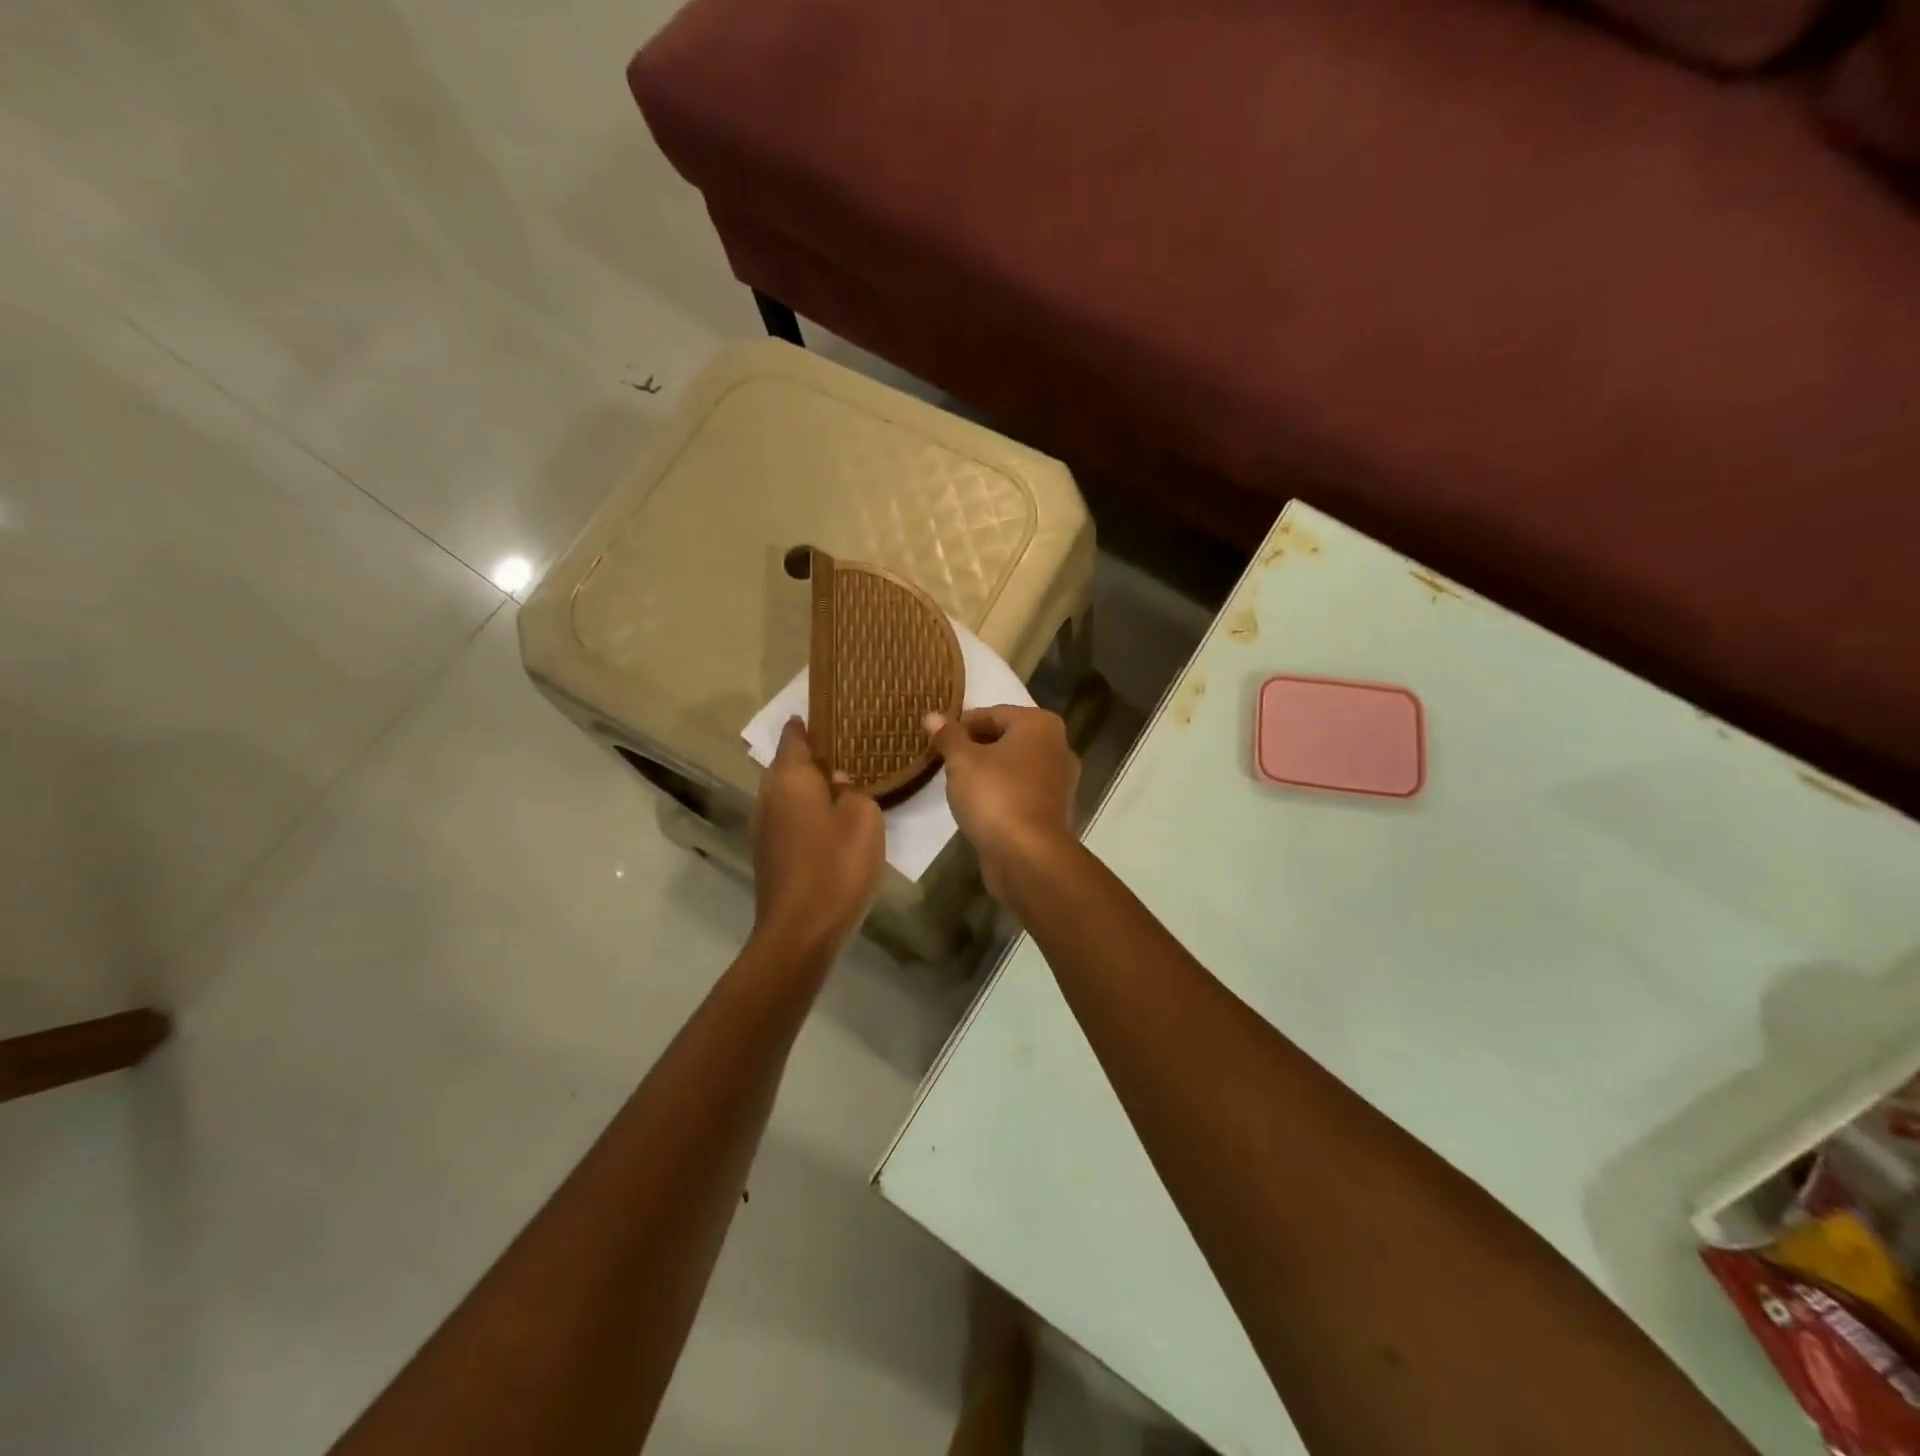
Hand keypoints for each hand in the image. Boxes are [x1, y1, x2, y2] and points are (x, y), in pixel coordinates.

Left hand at [750, 717, 884, 959]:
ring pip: (786, 794)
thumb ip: (853, 791)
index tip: (826, 714)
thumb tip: (839, 784)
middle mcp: (769, 796)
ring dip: (808, 788)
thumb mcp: (863, 818)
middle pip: (787, 766)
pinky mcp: (768, 854)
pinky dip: (805, 813)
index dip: (808, 724)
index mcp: (790, 778)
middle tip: (846, 751)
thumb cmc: (836, 864)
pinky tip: (829, 822)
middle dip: (812, 757)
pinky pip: (788, 819)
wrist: (801, 930)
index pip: (794, 737)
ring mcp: (763, 827)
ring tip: (842, 785)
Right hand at [925, 706, 1079, 898]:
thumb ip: (948, 736)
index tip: (938, 740)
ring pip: (1015, 768)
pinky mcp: (1054, 812)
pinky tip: (979, 808)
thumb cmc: (995, 795)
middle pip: (1007, 739)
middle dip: (976, 748)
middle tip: (946, 761)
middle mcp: (1058, 747)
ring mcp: (1060, 782)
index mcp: (1040, 725)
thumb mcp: (962, 760)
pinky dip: (1002, 795)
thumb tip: (933, 716)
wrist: (1028, 855)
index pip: (993, 713)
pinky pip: (1021, 793)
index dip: (962, 725)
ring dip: (989, 773)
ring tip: (958, 785)